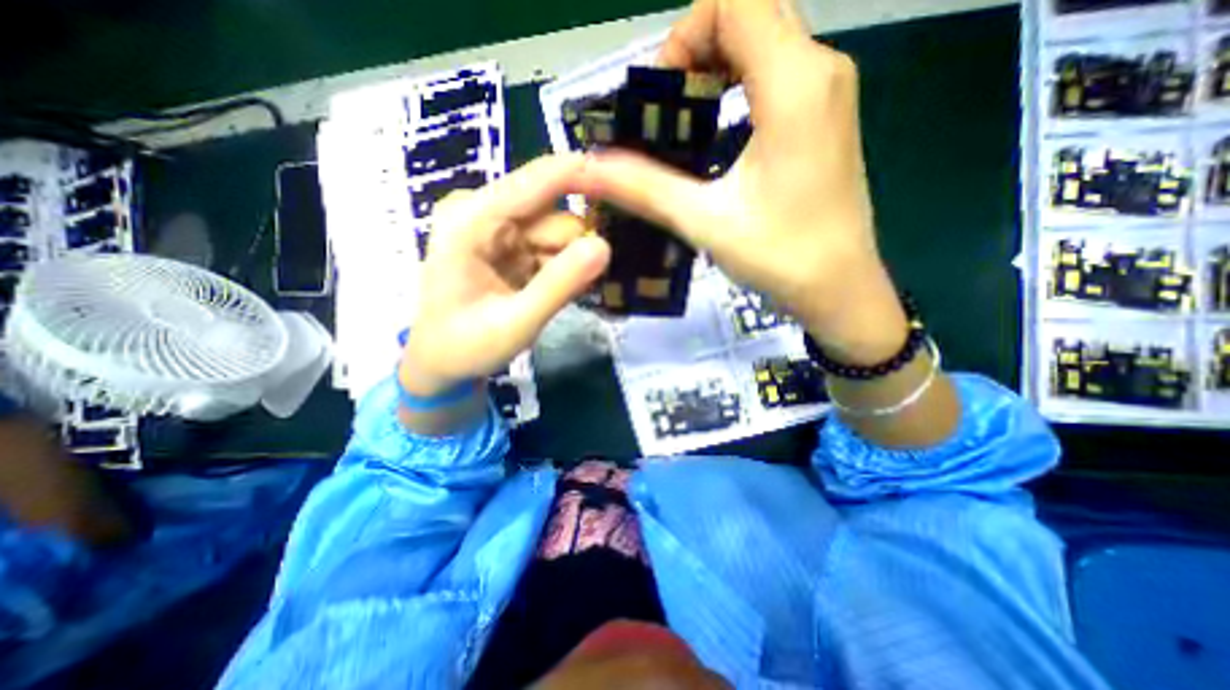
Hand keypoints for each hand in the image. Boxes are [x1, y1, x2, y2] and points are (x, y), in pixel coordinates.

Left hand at [404, 154, 610, 395]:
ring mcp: (498, 228)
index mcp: (472, 220)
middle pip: (555, 214)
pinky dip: (560, 270)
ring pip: (559, 233)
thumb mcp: (516, 323)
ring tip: (549, 299)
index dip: (583, 175)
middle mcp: (484, 212)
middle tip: (576, 288)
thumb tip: (604, 247)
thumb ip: (559, 285)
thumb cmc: (466, 346)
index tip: (627, 182)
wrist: (440, 363)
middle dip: (575, 250)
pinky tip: (545, 294)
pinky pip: (552, 248)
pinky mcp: (510, 244)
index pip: (536, 182)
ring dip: (567, 265)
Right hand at [575, 0, 899, 366]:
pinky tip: (721, 130)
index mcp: (794, 84)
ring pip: (766, 39)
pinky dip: (740, 83)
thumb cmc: (779, 256)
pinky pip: (779, 70)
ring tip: (689, 121)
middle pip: (750, 12)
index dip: (684, 35)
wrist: (838, 288)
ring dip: (717, 67)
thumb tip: (587, 168)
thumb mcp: (704, 220)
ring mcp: (830, 91)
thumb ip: (643, 188)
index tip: (661, 97)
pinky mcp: (827, 116)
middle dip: (696, 50)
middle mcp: (821, 69)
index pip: (733, 1)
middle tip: (669, 111)